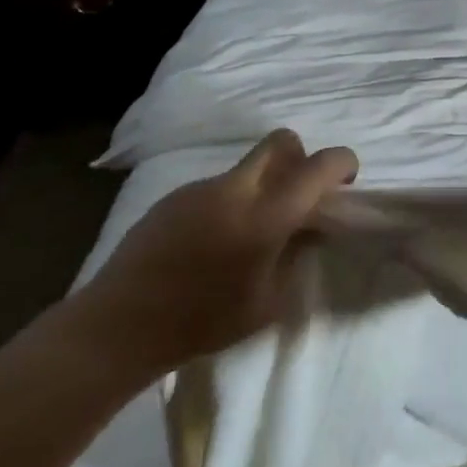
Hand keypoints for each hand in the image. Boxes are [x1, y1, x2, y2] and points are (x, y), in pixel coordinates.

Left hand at [65, 130, 358, 377]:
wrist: (120, 325)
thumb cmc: (203, 321)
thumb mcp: (269, 301)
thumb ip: (296, 255)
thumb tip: (310, 229)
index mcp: (266, 215)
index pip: (319, 165)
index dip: (343, 164)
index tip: (346, 183)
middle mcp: (235, 189)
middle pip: (281, 142)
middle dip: (301, 159)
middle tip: (298, 198)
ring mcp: (200, 188)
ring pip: (247, 167)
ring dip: (263, 185)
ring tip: (247, 234)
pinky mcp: (173, 196)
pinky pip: (217, 186)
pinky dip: (230, 202)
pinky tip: (211, 242)